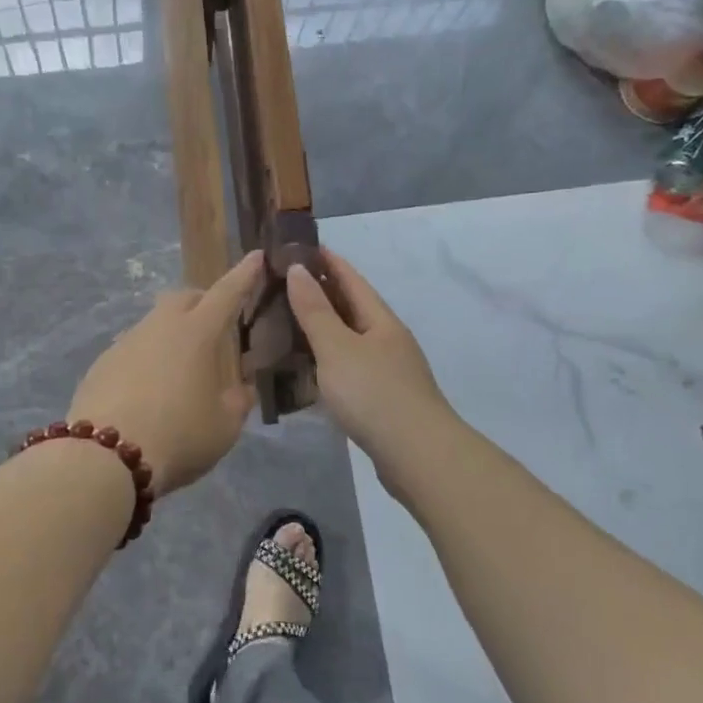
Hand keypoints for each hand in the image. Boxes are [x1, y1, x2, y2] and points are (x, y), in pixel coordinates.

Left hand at [67, 251, 262, 496]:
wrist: (105, 458)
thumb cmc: (178, 436)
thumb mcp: (225, 426)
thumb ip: (238, 400)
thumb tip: (241, 387)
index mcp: (197, 333)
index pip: (227, 293)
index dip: (245, 274)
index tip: (256, 256)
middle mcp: (159, 326)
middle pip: (183, 298)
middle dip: (202, 302)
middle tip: (215, 325)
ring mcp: (126, 342)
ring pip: (155, 323)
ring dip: (172, 334)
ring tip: (180, 369)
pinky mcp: (101, 363)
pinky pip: (133, 349)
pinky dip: (147, 359)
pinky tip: (148, 390)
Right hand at [286, 249, 450, 461]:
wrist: (417, 456)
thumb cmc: (374, 393)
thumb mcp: (337, 347)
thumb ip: (315, 310)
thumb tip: (297, 269)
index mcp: (381, 320)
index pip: (351, 279)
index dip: (328, 261)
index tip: (302, 246)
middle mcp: (388, 340)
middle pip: (353, 308)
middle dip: (323, 293)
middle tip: (285, 284)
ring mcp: (389, 371)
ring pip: (351, 339)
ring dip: (324, 328)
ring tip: (289, 323)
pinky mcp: (383, 399)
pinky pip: (349, 367)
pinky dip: (328, 359)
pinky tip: (310, 369)